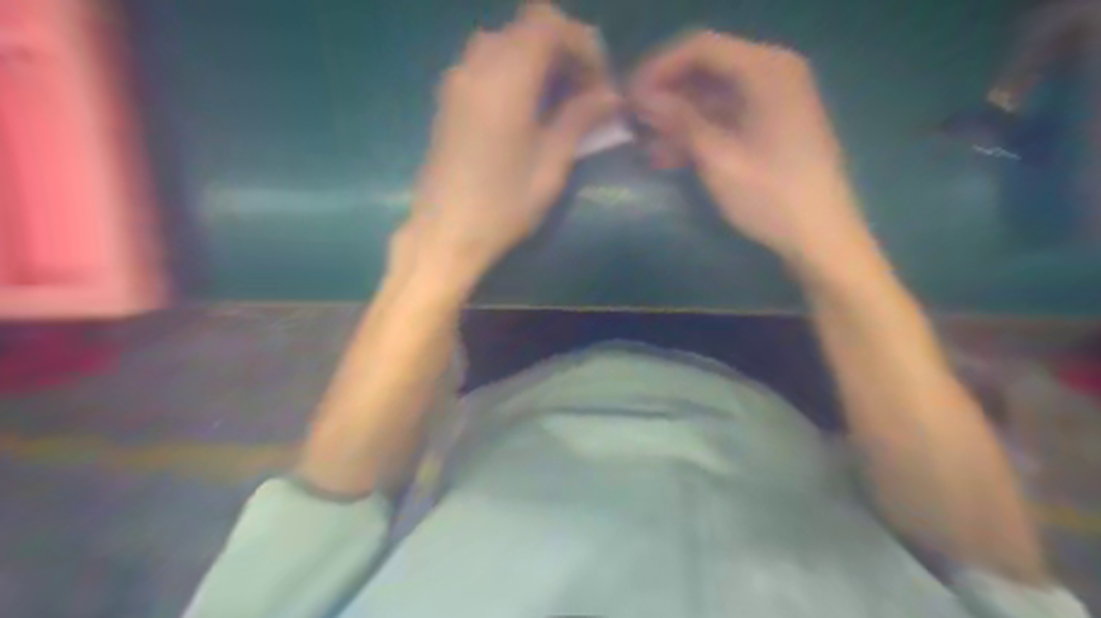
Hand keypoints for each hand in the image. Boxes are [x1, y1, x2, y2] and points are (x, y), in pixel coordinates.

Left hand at [403, 4, 617, 283]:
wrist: (445, 235)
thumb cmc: (502, 207)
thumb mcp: (550, 166)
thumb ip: (579, 119)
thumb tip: (610, 95)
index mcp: (505, 79)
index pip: (547, 24)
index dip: (581, 44)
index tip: (598, 84)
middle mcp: (476, 67)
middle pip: (526, 28)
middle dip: (563, 50)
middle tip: (584, 93)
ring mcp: (456, 82)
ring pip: (504, 43)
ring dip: (537, 60)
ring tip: (557, 102)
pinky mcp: (448, 100)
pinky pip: (485, 64)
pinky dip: (513, 72)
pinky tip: (526, 111)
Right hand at [633, 31, 872, 269]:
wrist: (820, 236)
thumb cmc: (771, 196)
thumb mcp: (720, 158)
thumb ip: (680, 121)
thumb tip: (642, 97)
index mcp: (767, 70)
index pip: (701, 48)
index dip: (659, 68)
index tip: (628, 97)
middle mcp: (772, 73)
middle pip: (707, 69)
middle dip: (667, 94)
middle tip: (632, 121)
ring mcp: (773, 101)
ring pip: (713, 96)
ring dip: (678, 118)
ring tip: (643, 144)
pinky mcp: (770, 126)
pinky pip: (726, 118)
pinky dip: (697, 133)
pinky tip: (668, 156)